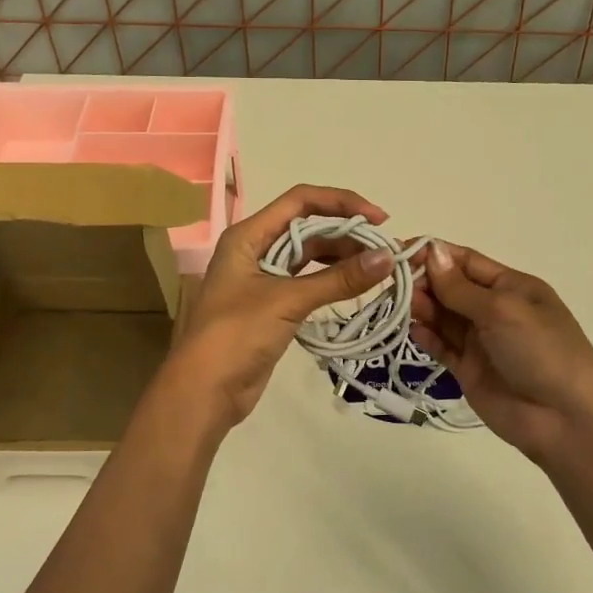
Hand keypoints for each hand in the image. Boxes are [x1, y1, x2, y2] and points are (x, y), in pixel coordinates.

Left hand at [162, 184, 395, 430]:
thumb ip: (338, 279)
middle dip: (346, 234)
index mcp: (248, 236)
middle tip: (385, 251)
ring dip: (341, 258)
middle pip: (307, 228)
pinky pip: (307, 283)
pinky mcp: (271, 306)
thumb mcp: (287, 301)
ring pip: (309, 257)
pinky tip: (356, 288)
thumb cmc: (236, 334)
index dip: (340, 203)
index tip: (378, 219)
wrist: (204, 391)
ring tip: (378, 269)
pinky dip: (331, 282)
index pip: (300, 200)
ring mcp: (263, 279)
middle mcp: (254, 250)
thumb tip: (388, 257)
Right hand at [411, 241, 592, 470]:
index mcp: (511, 286)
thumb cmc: (541, 351)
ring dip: (422, 309)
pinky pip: (443, 347)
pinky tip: (414, 332)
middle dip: (424, 283)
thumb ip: (460, 287)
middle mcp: (495, 310)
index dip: (433, 255)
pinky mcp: (469, 371)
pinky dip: (427, 338)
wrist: (566, 420)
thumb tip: (432, 251)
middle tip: (395, 286)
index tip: (398, 253)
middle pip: (450, 288)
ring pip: (443, 317)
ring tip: (400, 307)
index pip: (465, 262)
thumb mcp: (502, 310)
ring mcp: (482, 342)